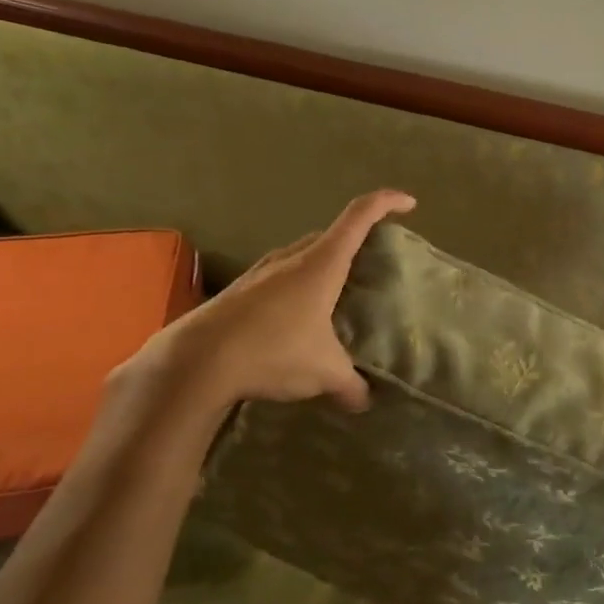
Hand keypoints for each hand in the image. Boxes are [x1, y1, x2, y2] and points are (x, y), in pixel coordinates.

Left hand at [138, 189, 415, 413]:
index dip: (386, 203)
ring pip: (302, 255)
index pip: (360, 216)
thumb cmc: (273, 351)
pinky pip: (279, 277)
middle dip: (355, 241)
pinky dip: (297, 286)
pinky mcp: (239, 292)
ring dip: (322, 265)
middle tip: (372, 263)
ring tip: (336, 294)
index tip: (409, 204)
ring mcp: (261, 272)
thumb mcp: (323, 372)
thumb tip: (365, 400)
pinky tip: (297, 319)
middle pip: (330, 234)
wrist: (194, 362)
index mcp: (322, 263)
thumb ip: (350, 384)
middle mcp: (292, 258)